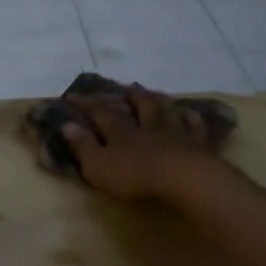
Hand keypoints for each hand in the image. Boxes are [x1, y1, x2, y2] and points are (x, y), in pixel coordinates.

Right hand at [60, 83, 228, 202]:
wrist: (183, 179)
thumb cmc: (135, 175)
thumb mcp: (98, 166)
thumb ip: (83, 146)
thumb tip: (67, 125)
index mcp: (122, 132)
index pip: (100, 112)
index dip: (86, 104)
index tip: (73, 95)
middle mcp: (148, 126)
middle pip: (140, 105)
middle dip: (131, 96)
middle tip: (127, 86)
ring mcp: (175, 133)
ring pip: (166, 111)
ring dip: (160, 101)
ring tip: (156, 94)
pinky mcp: (198, 145)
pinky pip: (195, 127)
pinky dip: (191, 119)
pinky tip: (190, 114)